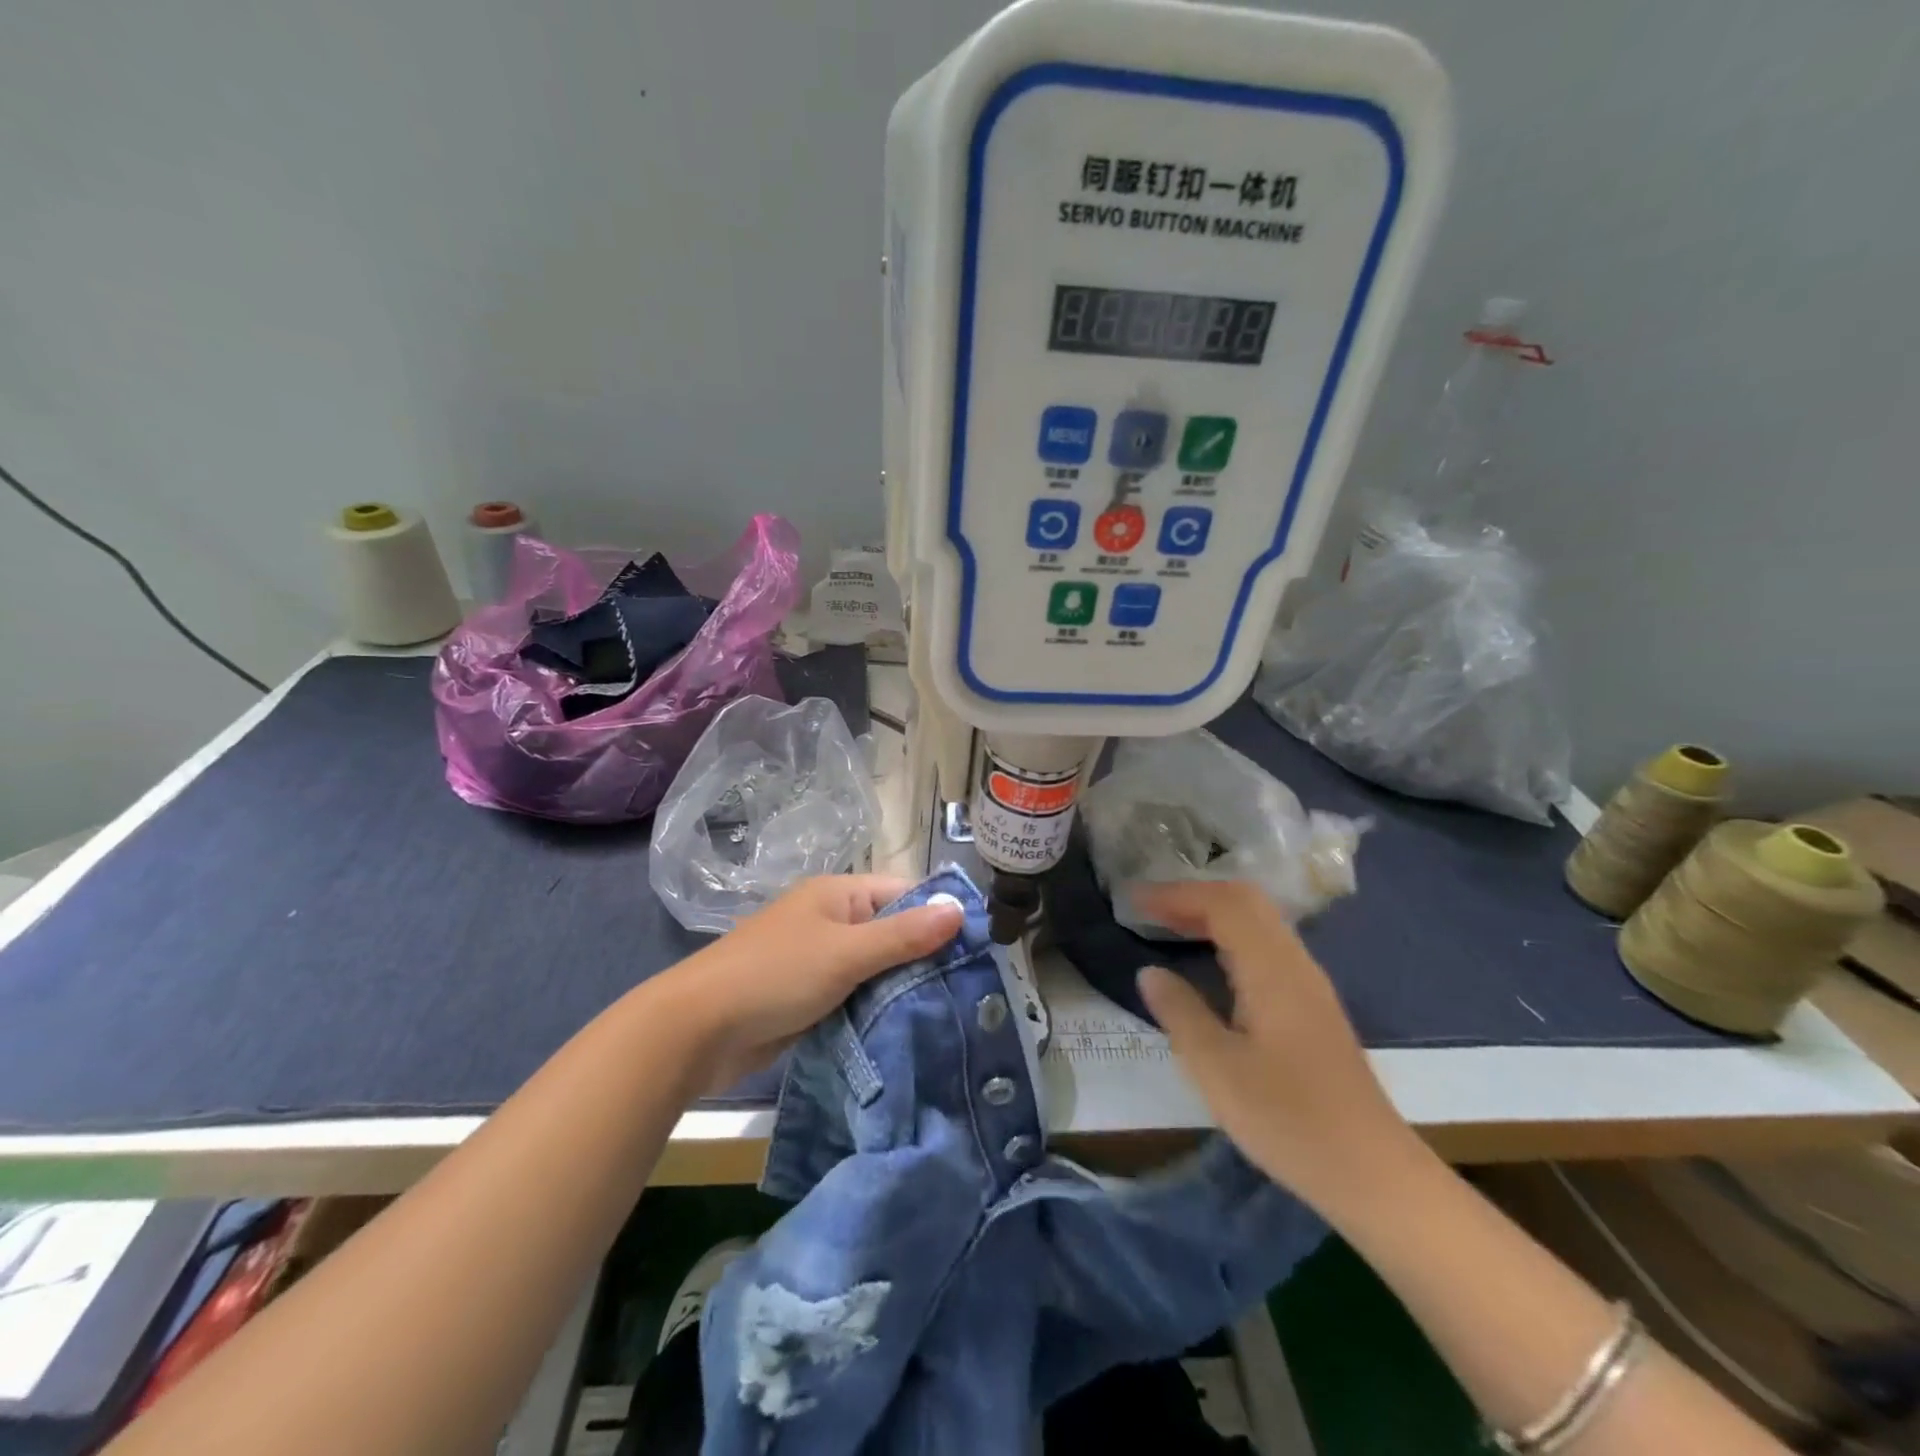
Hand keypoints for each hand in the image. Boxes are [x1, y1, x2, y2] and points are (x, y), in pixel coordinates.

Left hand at [659, 875, 963, 1089]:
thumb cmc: (775, 976)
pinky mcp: (809, 997)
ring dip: (901, 987)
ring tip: (950, 1013)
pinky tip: (907, 1029)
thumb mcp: (846, 953)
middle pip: (892, 932)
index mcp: (838, 895)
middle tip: (970, 990)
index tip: (976, 949)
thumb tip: (960, 909)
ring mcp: (818, 960)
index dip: (939, 916)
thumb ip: (904, 935)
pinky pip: (855, 995)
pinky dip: (876, 1008)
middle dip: (924, 957)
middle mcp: (831, 920)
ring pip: (875, 968)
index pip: (904, 894)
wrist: (696, 1030)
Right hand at [1132, 881, 1418, 1217]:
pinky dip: (1231, 936)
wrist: (1374, 1174)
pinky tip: (1211, 963)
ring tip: (1170, 928)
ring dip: (1213, 913)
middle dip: (1194, 896)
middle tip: (1149, 910)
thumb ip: (1180, 1013)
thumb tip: (1150, 972)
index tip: (1133, 902)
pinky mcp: (1314, 1007)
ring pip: (1260, 922)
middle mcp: (1295, 964)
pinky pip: (1267, 946)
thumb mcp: (1217, 1070)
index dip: (1175, 894)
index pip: (1223, 905)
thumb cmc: (1289, 1121)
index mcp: (1272, 971)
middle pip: (1246, 901)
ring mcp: (1310, 985)